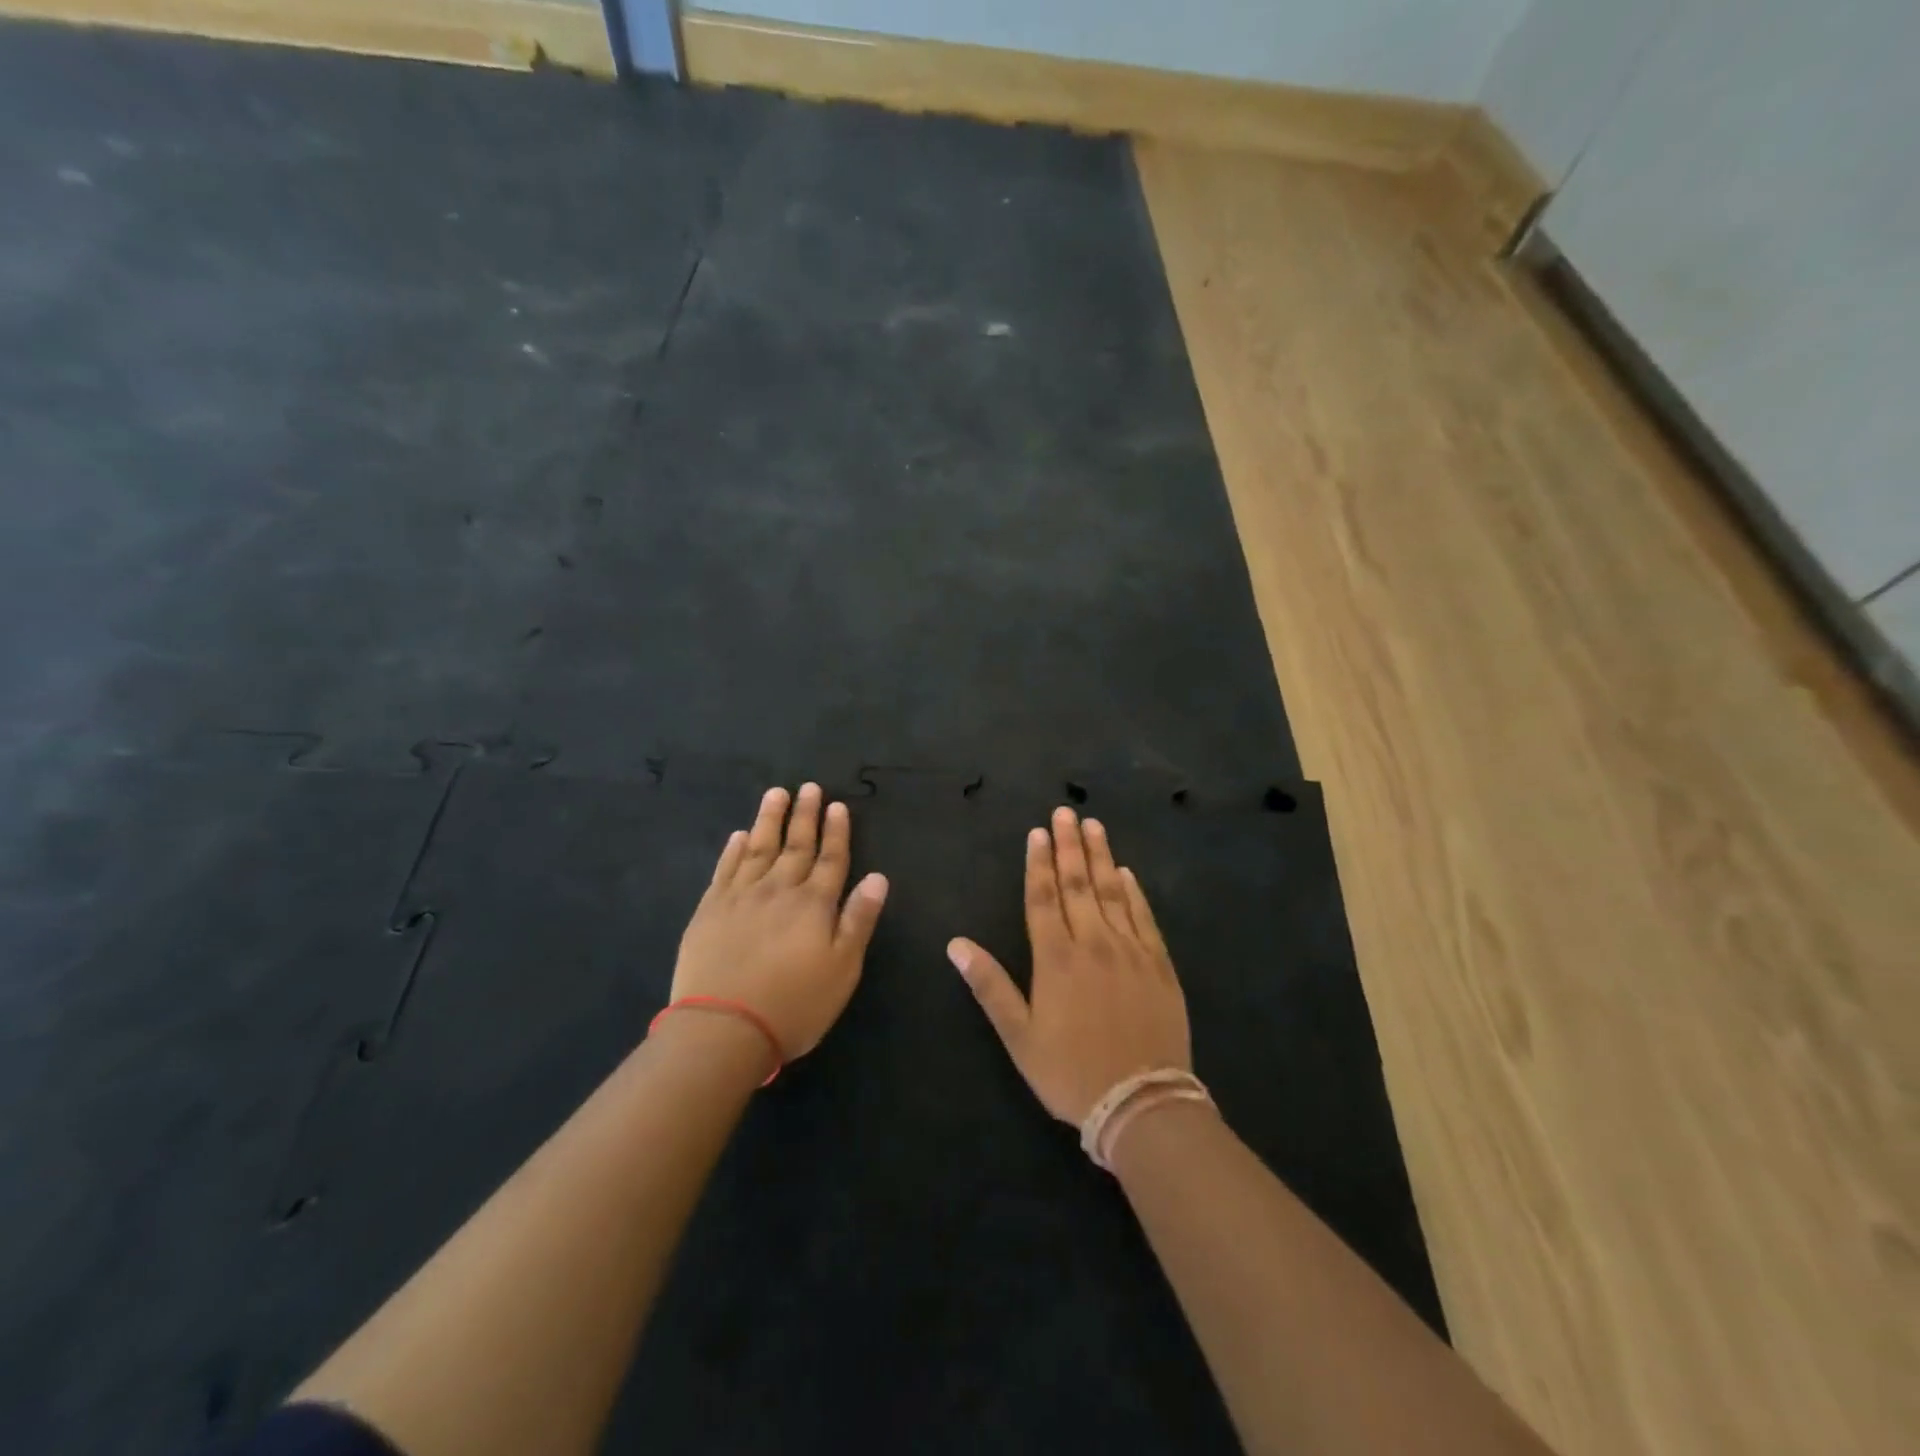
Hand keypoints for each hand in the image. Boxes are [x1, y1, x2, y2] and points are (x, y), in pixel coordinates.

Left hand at [673, 784, 887, 1063]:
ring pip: (759, 848)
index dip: (836, 832)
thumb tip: (878, 877)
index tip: (837, 805)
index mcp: (814, 904)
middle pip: (796, 845)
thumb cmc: (794, 1004)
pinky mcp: (710, 910)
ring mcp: (741, 897)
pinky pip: (725, 869)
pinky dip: (733, 850)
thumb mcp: (843, 968)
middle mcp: (779, 890)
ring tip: (776, 794)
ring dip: (769, 819)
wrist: (722, 1029)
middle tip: (809, 788)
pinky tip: (739, 836)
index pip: (831, 859)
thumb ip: (859, 919)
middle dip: (805, 815)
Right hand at [947, 806, 1190, 1124]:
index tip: (1037, 832)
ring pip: (1112, 892)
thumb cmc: (1070, 1072)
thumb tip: (956, 944)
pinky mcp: (1159, 965)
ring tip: (1094, 826)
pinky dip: (1135, 892)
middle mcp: (1094, 943)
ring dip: (1101, 857)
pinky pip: (1144, 918)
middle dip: (1069, 846)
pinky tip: (1128, 874)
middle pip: (1078, 884)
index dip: (1039, 863)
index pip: (1043, 897)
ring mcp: (1130, 951)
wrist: (1142, 1103)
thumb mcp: (1019, 1036)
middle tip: (1065, 812)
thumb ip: (990, 985)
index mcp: (1056, 958)